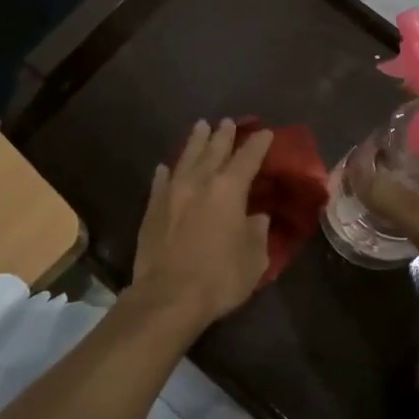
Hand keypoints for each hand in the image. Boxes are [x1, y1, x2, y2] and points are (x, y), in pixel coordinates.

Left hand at [130, 118, 273, 331]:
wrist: (167, 297)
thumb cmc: (219, 278)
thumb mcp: (254, 258)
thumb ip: (258, 232)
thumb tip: (257, 217)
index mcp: (229, 189)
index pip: (248, 157)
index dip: (258, 143)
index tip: (266, 132)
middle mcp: (200, 181)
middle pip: (214, 149)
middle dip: (224, 134)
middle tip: (229, 121)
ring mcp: (172, 192)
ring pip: (186, 157)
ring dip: (196, 141)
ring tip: (201, 126)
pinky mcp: (152, 208)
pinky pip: (161, 181)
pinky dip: (167, 171)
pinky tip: (166, 166)